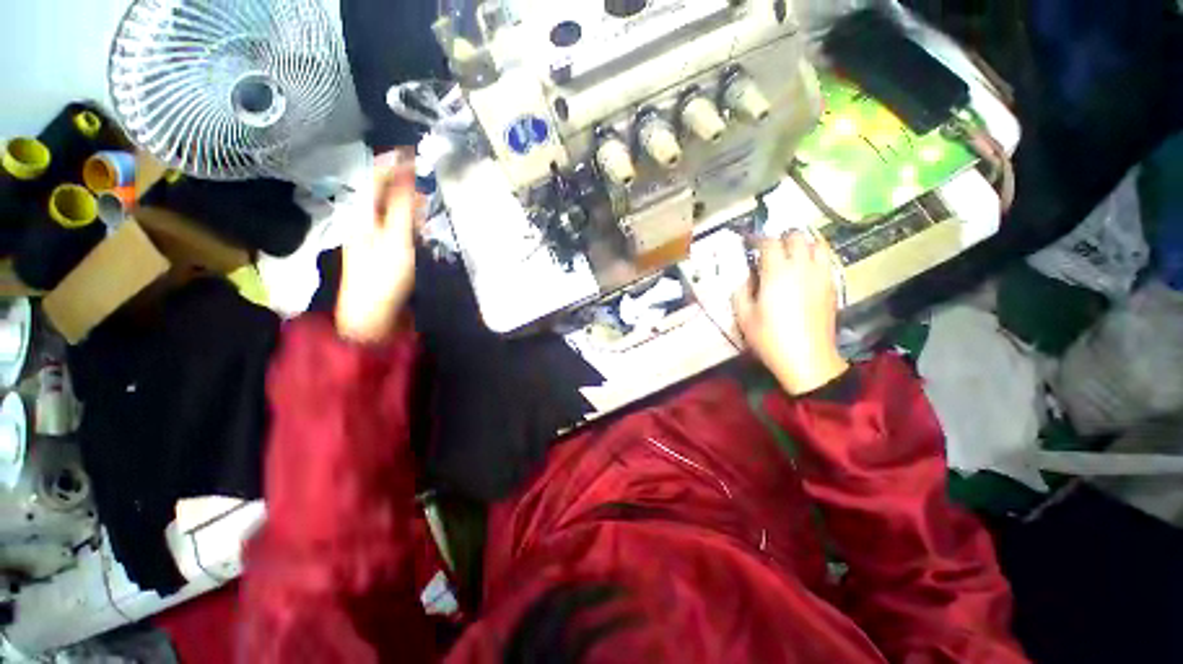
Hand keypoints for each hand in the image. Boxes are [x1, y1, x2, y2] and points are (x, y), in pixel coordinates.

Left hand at [335, 150, 418, 343]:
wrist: (371, 313)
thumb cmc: (383, 275)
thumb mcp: (395, 238)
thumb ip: (401, 205)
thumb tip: (406, 170)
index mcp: (361, 211)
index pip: (374, 175)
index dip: (393, 161)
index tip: (415, 150)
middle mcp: (362, 216)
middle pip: (380, 188)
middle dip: (401, 177)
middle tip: (425, 171)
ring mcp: (371, 232)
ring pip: (387, 204)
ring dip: (405, 195)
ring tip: (426, 192)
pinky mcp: (381, 246)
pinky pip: (393, 221)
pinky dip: (407, 214)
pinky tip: (419, 217)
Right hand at [733, 232, 848, 395]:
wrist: (807, 359)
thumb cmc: (770, 338)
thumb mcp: (744, 316)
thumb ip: (740, 291)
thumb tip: (746, 277)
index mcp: (777, 272)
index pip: (769, 242)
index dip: (757, 239)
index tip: (749, 244)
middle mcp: (802, 267)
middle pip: (796, 236)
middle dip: (781, 238)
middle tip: (770, 250)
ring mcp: (821, 275)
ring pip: (817, 244)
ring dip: (802, 244)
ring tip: (791, 255)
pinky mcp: (832, 286)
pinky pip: (826, 260)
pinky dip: (815, 257)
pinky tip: (805, 271)